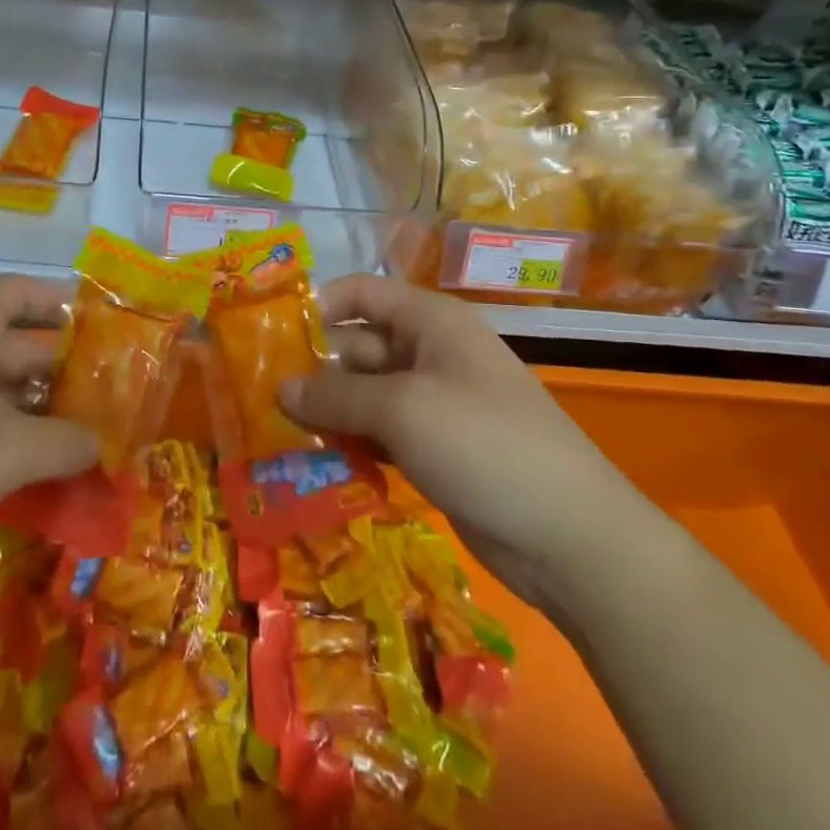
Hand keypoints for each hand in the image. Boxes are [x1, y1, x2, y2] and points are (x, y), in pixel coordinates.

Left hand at [0, 276, 95, 584]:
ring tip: (71, 447)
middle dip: (55, 374)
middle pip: (8, 347)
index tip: (94, 327)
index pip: (18, 291)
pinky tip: (18, 480)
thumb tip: (101, 444)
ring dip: (27, 417)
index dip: (56, 301)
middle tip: (99, 403)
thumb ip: (64, 443)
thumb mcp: (8, 449)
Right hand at [283, 273, 651, 613]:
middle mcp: (430, 354)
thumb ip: (335, 396)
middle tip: (260, 395)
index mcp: (430, 322)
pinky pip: (381, 433)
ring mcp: (434, 404)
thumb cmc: (483, 444)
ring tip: (276, 431)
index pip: (363, 293)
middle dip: (314, 367)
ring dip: (328, 411)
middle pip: (359, 346)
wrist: (569, 537)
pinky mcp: (435, 449)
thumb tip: (280, 390)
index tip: (272, 334)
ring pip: (366, 395)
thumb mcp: (402, 410)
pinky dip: (352, 442)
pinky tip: (316, 461)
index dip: (319, 305)